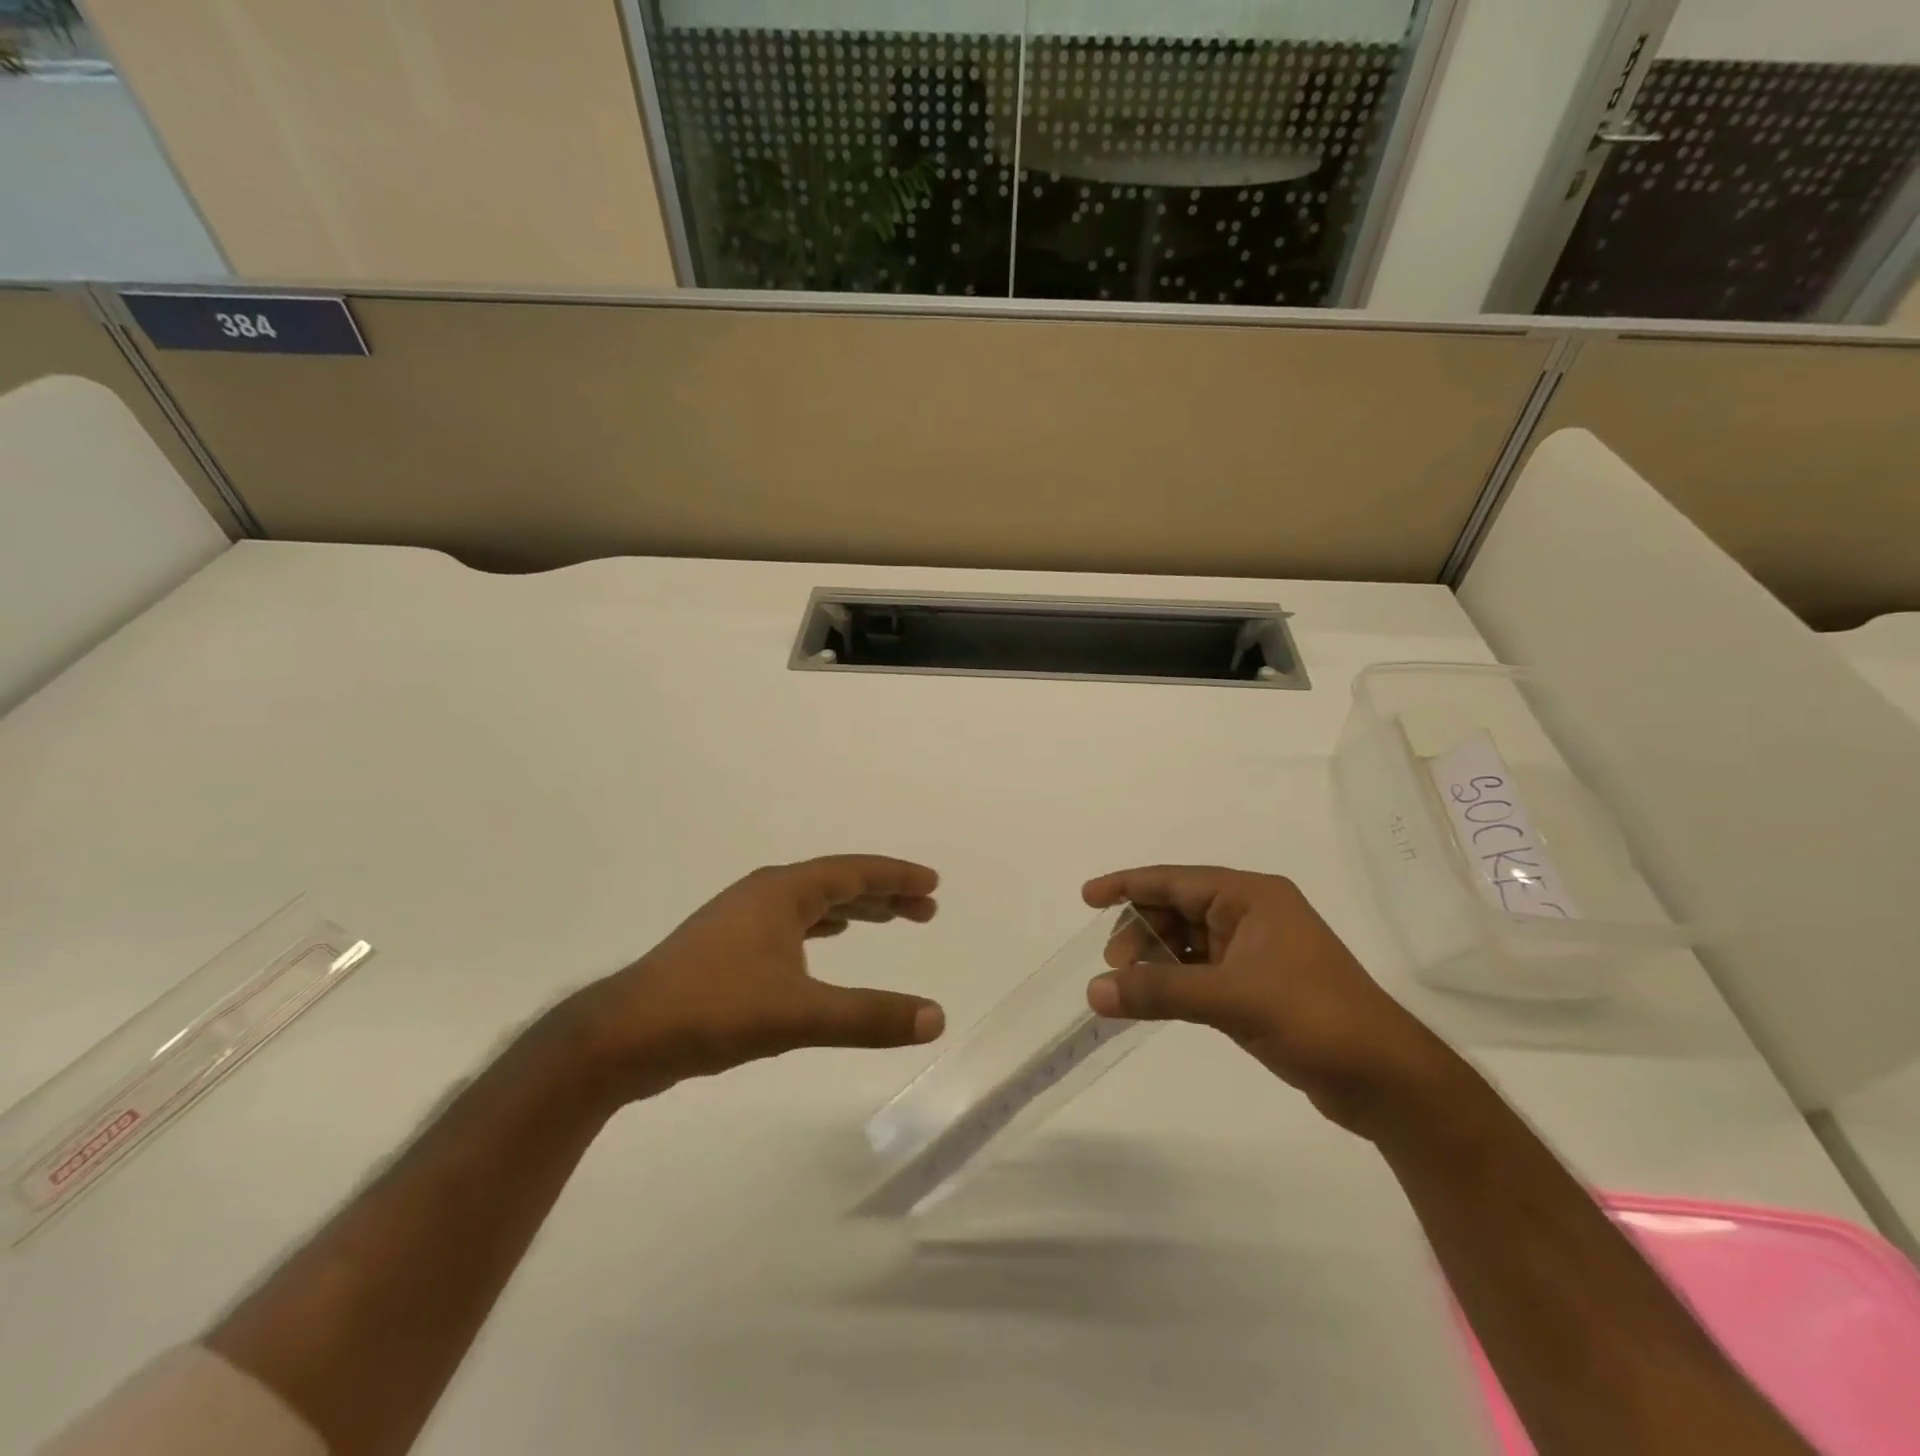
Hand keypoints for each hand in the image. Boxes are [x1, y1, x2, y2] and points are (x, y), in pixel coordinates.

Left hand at [565, 856, 946, 1103]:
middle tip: (924, 910)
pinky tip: (827, 941)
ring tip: (887, 919)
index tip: (932, 885)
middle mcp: (763, 895)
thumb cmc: (715, 1009)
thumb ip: (870, 1016)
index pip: (853, 872)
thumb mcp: (800, 1015)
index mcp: (782, 893)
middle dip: (882, 894)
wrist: (623, 1036)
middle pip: (836, 883)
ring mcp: (740, 920)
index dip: (896, 877)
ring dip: (853, 909)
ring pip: (811, 903)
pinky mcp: (725, 948)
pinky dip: (821, 927)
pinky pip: (791, 924)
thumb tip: (936, 1018)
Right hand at [1085, 866, 1459, 1137]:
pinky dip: (1175, 981)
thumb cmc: (1314, 1019)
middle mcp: (1252, 913)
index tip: (1086, 897)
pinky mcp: (1259, 984)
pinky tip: (1156, 1000)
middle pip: (1177, 908)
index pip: (1175, 880)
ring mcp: (1257, 950)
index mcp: (1251, 897)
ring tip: (1129, 989)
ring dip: (1155, 960)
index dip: (1127, 885)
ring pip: (1187, 941)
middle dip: (1140, 932)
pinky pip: (1201, 970)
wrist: (1386, 1080)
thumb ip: (1160, 992)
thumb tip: (1093, 992)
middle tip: (1114, 968)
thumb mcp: (1232, 1000)